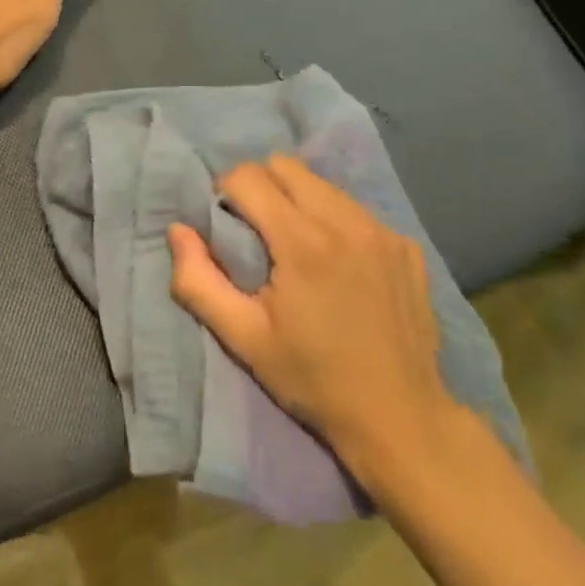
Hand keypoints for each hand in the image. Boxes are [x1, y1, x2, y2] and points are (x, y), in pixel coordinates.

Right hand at [167, 154, 471, 500]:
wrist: (401, 420)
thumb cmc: (313, 379)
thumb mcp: (244, 338)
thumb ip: (198, 281)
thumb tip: (177, 230)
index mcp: (303, 242)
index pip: (248, 176)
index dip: (226, 194)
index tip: (226, 228)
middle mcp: (346, 222)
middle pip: (285, 165)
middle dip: (260, 187)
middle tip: (257, 231)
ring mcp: (382, 231)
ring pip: (322, 183)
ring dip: (298, 200)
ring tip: (296, 246)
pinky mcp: (406, 246)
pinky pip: (356, 210)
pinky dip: (335, 222)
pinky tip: (339, 266)